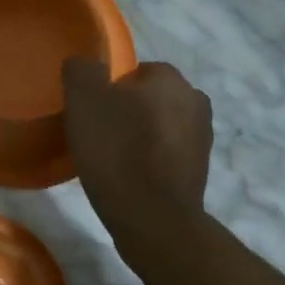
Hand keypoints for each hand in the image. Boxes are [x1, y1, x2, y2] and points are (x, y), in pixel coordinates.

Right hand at [62, 58, 213, 236]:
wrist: (152, 218)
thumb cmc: (117, 150)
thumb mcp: (84, 99)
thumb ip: (82, 70)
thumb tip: (86, 65)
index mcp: (171, 79)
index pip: (134, 70)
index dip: (109, 88)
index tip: (91, 110)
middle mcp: (195, 101)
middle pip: (149, 98)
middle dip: (127, 111)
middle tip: (97, 132)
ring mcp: (202, 139)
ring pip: (159, 126)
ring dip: (139, 136)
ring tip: (110, 158)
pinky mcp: (199, 172)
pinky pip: (166, 154)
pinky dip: (149, 161)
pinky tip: (127, 177)